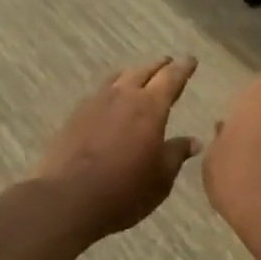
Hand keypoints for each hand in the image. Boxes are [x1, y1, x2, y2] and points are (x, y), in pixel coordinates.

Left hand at [32, 57, 201, 241]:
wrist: (67, 199)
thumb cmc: (125, 190)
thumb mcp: (161, 178)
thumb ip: (176, 154)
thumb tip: (193, 141)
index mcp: (150, 107)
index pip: (171, 78)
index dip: (183, 68)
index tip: (191, 60)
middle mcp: (123, 96)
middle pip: (143, 71)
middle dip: (158, 66)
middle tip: (168, 63)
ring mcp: (95, 103)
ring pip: (118, 78)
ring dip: (133, 74)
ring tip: (139, 76)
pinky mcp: (75, 116)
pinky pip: (99, 93)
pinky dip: (112, 90)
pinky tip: (111, 101)